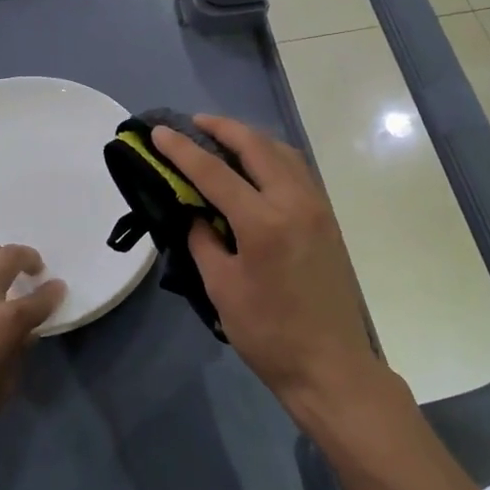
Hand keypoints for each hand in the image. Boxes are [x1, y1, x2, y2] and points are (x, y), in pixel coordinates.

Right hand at [150, 115, 384, 415]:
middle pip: (256, 146)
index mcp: (263, 222)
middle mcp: (295, 202)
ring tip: (224, 138)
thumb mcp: (222, 288)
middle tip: (194, 123)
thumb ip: (204, 241)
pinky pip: (298, 171)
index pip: (214, 173)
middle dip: (223, 128)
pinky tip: (257, 166)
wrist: (330, 366)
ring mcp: (317, 207)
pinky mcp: (328, 219)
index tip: (160, 132)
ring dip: (251, 138)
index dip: (182, 150)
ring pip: (283, 153)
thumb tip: (195, 213)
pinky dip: (273, 156)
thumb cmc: (269, 334)